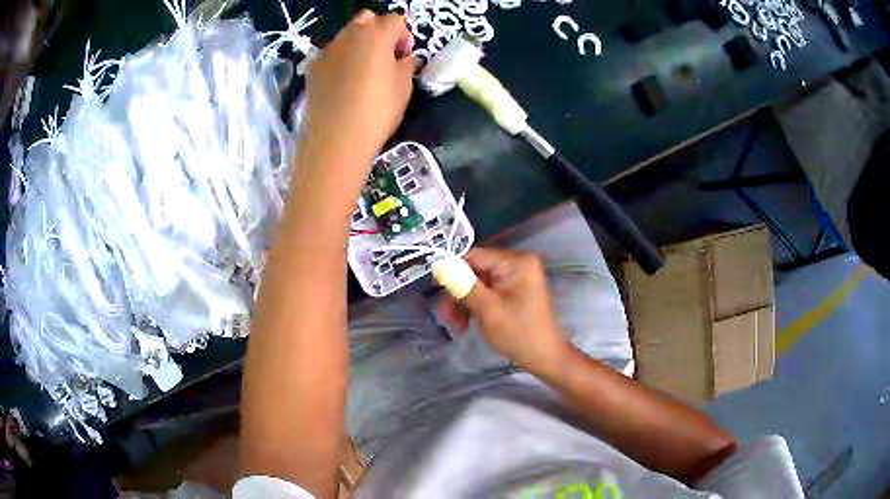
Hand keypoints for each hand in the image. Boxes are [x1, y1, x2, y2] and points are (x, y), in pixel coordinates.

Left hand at [301, 11, 415, 174]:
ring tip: (364, 70)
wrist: (336, 139)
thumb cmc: (377, 111)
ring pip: (347, 35)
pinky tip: (344, 82)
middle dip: (379, 31)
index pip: (395, 20)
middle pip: (367, 20)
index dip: (404, 35)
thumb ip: (406, 65)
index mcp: (376, 35)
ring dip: (359, 44)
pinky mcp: (313, 68)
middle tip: (385, 55)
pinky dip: (341, 59)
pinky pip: (331, 54)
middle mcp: (349, 35)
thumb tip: (407, 59)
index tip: (405, 55)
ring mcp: (327, 51)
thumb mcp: (403, 87)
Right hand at [438, 248, 570, 371]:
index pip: (474, 256)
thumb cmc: (519, 334)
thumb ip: (463, 285)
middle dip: (458, 293)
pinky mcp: (515, 290)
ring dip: (464, 303)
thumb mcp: (488, 310)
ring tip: (456, 326)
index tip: (435, 290)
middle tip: (445, 317)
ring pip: (478, 283)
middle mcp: (518, 263)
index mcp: (516, 262)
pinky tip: (467, 324)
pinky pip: (488, 291)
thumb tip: (438, 264)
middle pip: (475, 270)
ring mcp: (517, 277)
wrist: (545, 358)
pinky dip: (476, 306)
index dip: (451, 271)